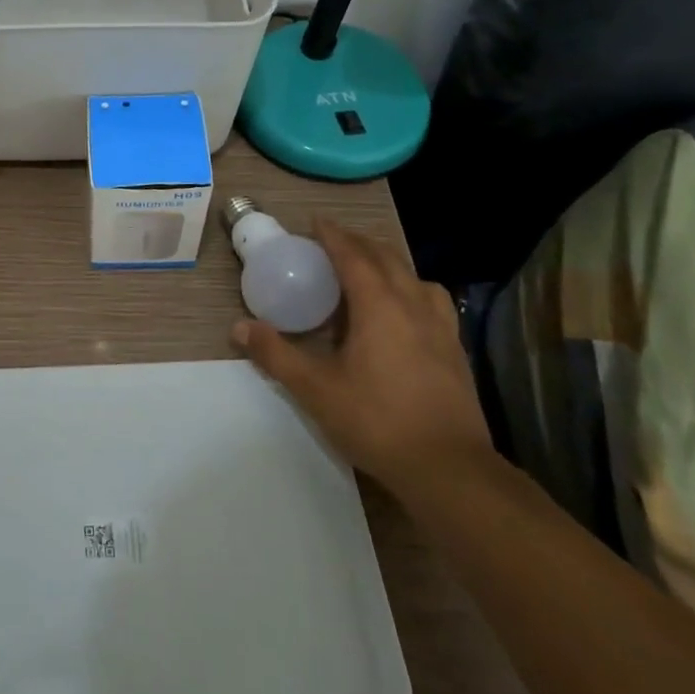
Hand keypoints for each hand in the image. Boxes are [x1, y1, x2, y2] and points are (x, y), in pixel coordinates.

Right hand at [232, 217, 491, 493]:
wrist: (450, 471)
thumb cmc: (378, 421)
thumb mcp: (315, 389)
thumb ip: (276, 355)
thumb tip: (238, 327)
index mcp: (379, 305)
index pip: (353, 255)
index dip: (332, 235)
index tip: (315, 222)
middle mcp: (413, 305)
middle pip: (386, 257)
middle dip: (359, 243)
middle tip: (333, 243)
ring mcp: (441, 327)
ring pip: (415, 277)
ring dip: (389, 264)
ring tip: (369, 273)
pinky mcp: (456, 351)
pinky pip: (432, 302)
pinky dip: (412, 291)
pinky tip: (403, 314)